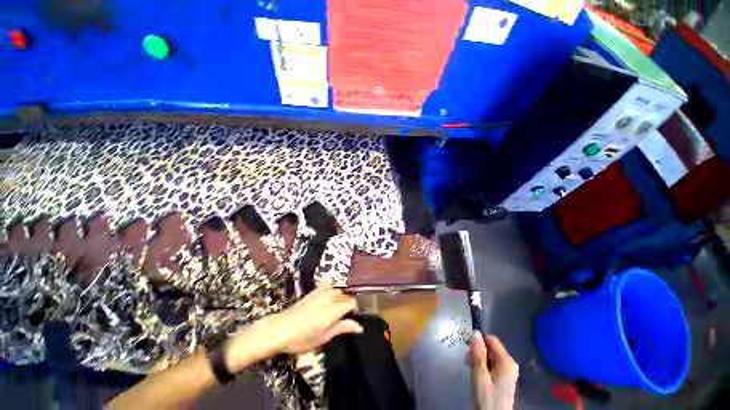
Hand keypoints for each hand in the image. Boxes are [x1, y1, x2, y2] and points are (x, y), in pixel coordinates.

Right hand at [468, 331, 518, 409]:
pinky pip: (492, 365)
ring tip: (469, 366)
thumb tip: (475, 332)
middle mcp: (510, 364)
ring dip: (478, 358)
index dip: (478, 340)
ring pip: (490, 356)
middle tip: (467, 359)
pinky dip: (482, 365)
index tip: (466, 346)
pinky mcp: (504, 379)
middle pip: (491, 348)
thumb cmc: (488, 399)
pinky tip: (476, 373)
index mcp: (507, 362)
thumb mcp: (480, 376)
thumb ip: (478, 354)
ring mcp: (508, 372)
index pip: (492, 340)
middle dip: (477, 350)